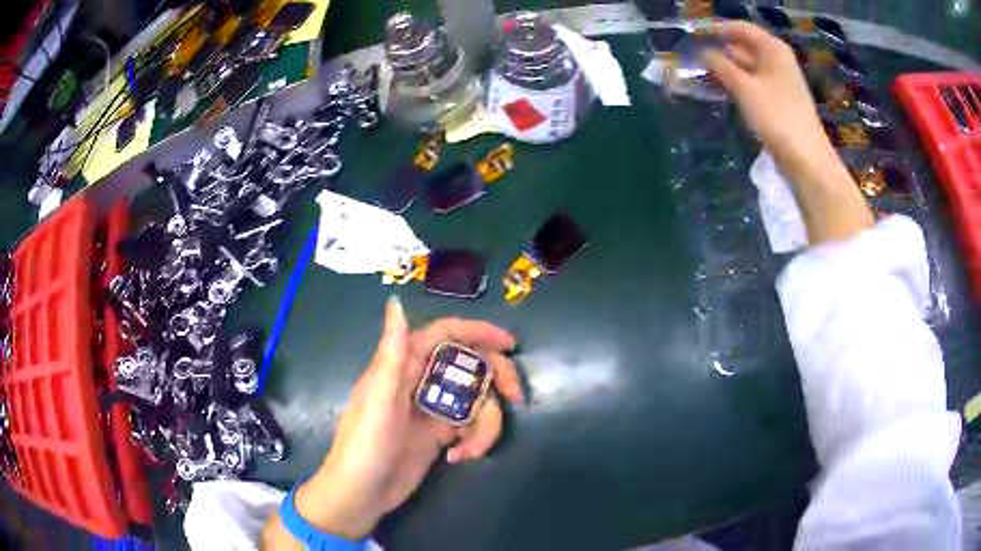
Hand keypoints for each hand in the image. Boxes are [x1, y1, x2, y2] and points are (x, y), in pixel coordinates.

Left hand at [263, 297, 523, 546]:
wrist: (362, 494)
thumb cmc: (365, 446)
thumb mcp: (379, 401)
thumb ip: (392, 354)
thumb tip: (396, 301)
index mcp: (404, 365)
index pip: (446, 334)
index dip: (479, 332)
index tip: (510, 344)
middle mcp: (421, 381)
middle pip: (471, 365)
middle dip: (496, 379)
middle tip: (515, 398)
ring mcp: (433, 409)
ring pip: (476, 400)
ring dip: (486, 425)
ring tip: (471, 451)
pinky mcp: (441, 434)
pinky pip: (472, 426)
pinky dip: (476, 440)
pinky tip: (460, 458)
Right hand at [702, 22, 827, 170]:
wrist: (806, 158)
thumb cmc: (777, 117)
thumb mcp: (744, 88)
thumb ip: (721, 67)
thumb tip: (703, 53)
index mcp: (773, 49)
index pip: (741, 28)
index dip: (717, 28)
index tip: (694, 34)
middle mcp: (778, 60)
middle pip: (745, 45)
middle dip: (721, 49)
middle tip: (695, 55)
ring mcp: (780, 81)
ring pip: (749, 65)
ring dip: (728, 67)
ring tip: (703, 71)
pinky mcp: (780, 100)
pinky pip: (755, 83)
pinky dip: (739, 82)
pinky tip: (724, 88)